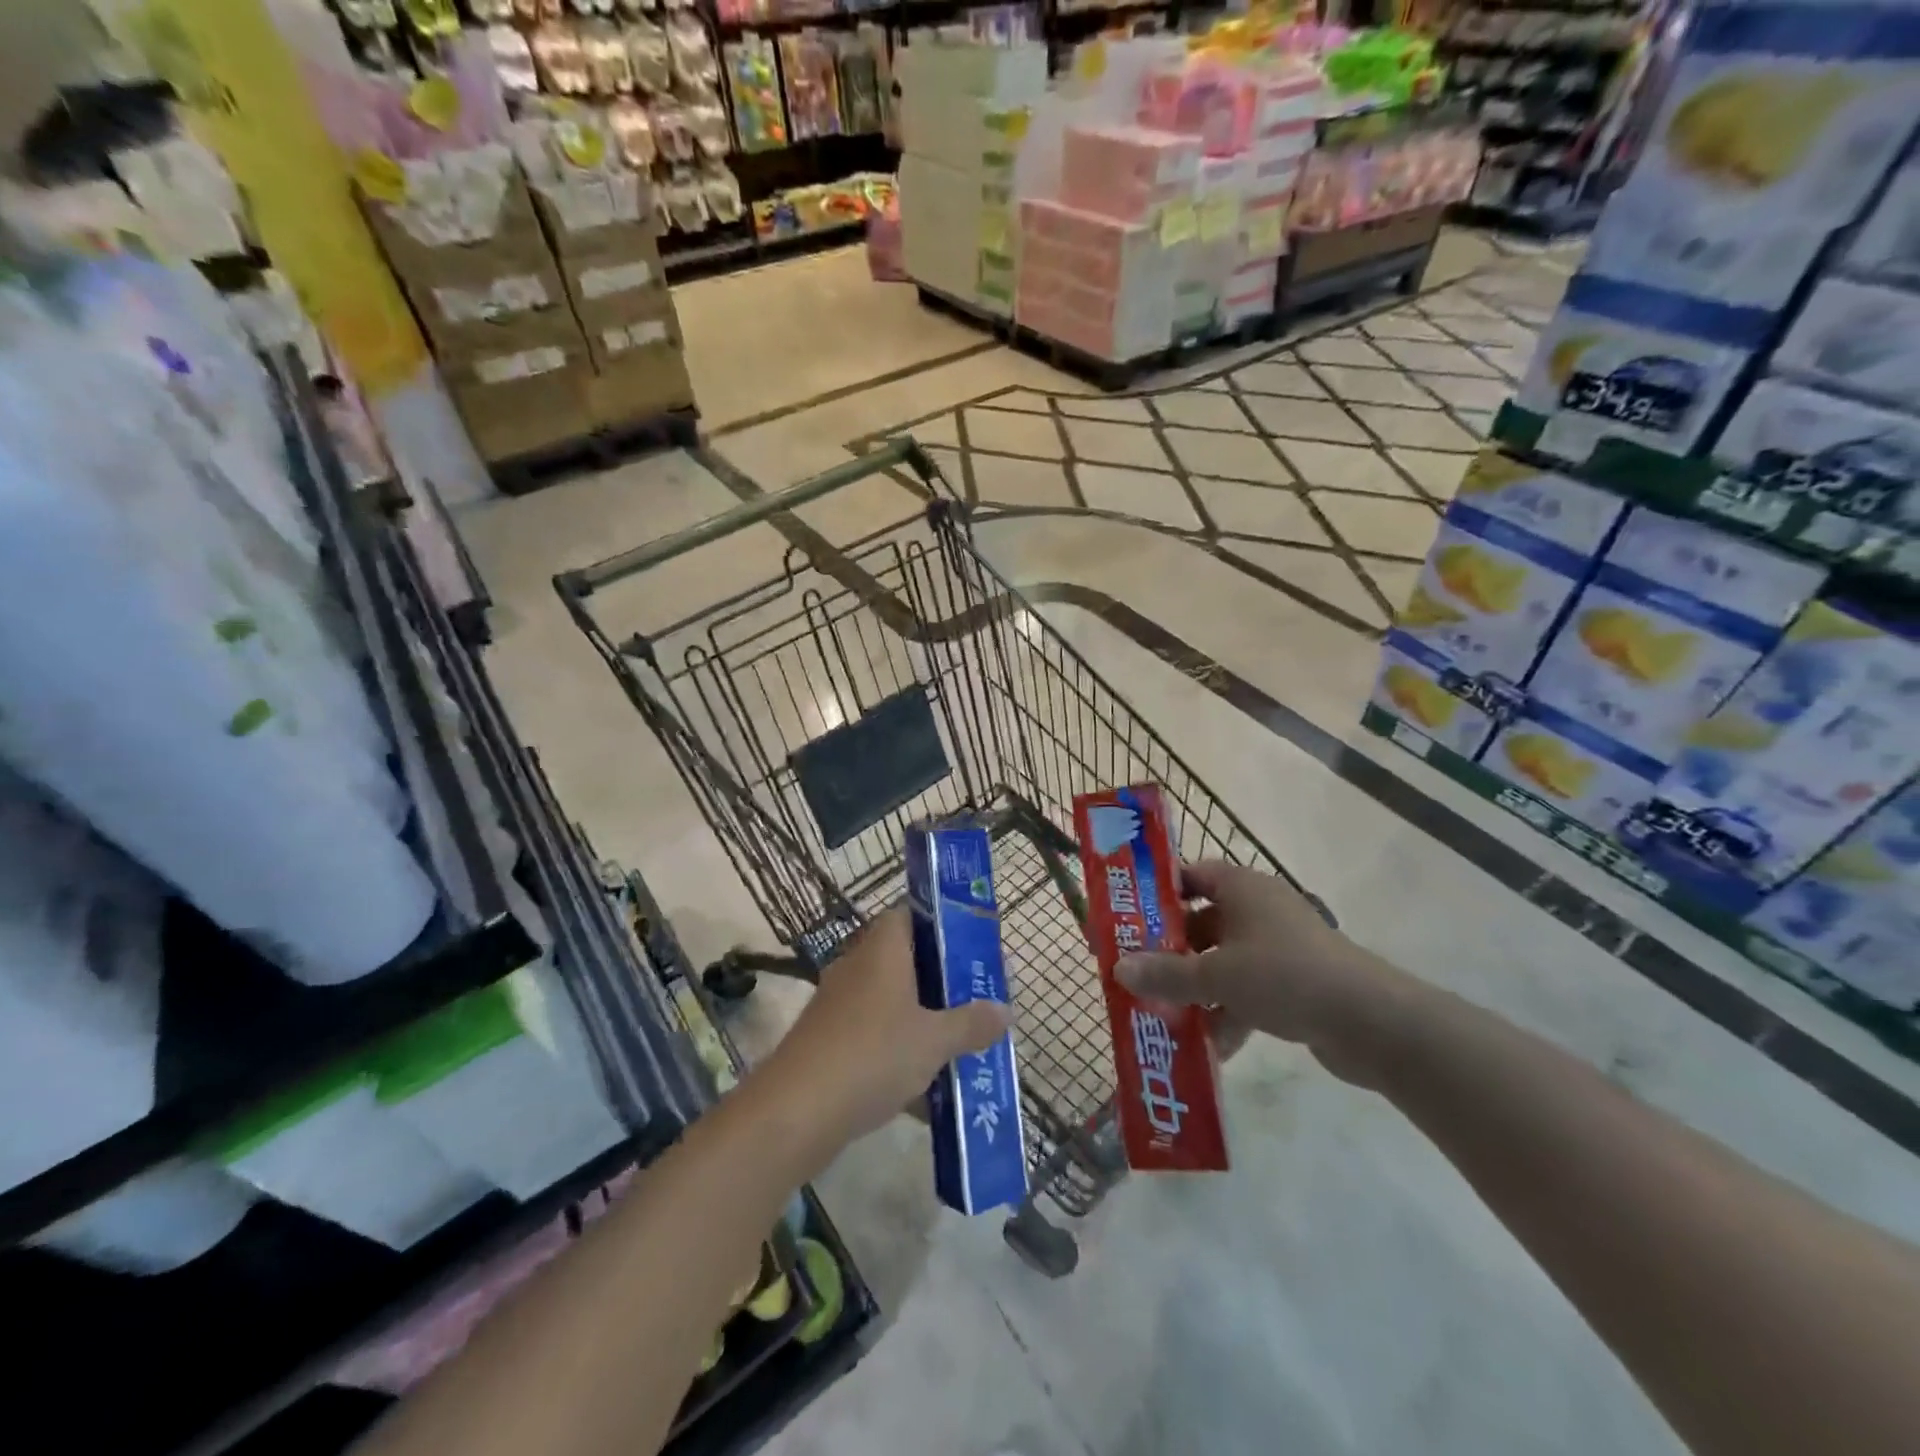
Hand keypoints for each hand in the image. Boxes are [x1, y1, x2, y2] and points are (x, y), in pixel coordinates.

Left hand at [768, 908, 1010, 1147]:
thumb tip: (1005, 1010)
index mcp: (883, 949)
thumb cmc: (872, 1055)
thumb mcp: (933, 1041)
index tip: (974, 943)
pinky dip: (900, 1048)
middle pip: (906, 958)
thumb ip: (971, 1023)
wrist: (795, 1112)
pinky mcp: (830, 1040)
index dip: (942, 923)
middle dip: (942, 977)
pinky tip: (927, 1081)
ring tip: (962, 1036)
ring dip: (922, 1015)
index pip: (910, 913)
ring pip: (891, 999)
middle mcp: (858, 966)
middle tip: (978, 994)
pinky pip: (875, 1032)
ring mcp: (840, 1004)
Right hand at [1116, 861, 1410, 1087]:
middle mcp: (1259, 910)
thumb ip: (1165, 974)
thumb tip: (1118, 970)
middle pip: (1203, 924)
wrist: (1371, 1022)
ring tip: (1165, 1019)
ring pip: (1224, 962)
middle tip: (1138, 974)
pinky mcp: (1295, 983)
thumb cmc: (1284, 976)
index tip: (1129, 918)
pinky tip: (1209, 1048)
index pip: (1192, 875)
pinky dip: (1228, 1013)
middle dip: (1171, 953)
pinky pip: (1248, 991)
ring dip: (1197, 990)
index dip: (1160, 893)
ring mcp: (1280, 947)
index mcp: (1241, 888)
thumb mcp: (1216, 975)